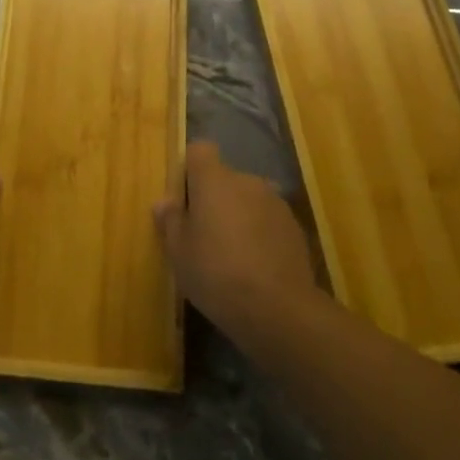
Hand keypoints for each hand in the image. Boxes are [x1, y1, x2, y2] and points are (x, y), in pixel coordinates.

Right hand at [154, 141, 316, 335]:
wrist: (279, 309)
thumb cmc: (216, 273)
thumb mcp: (179, 252)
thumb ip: (171, 220)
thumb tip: (164, 202)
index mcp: (214, 179)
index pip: (200, 150)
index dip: (190, 168)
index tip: (183, 198)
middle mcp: (247, 181)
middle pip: (224, 178)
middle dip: (214, 198)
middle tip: (203, 234)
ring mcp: (275, 203)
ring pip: (248, 200)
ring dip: (239, 216)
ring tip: (232, 254)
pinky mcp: (295, 227)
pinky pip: (268, 220)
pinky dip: (260, 233)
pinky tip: (255, 266)